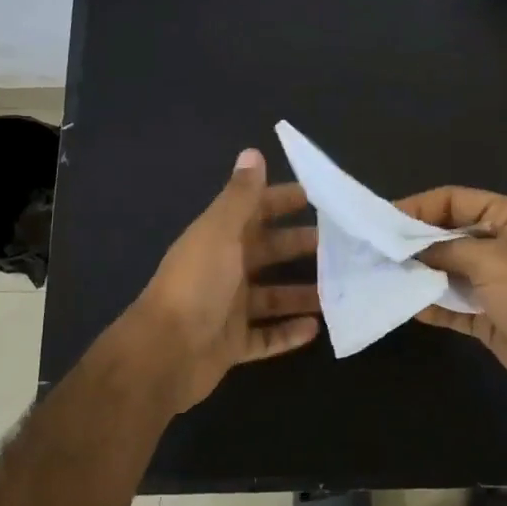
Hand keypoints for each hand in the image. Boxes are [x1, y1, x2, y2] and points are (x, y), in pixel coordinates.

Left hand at [127, 149, 321, 412]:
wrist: (165, 353)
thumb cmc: (196, 285)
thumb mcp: (220, 233)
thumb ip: (240, 196)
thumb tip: (252, 152)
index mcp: (218, 239)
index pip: (255, 211)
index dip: (281, 201)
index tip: (318, 197)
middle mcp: (224, 270)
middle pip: (268, 252)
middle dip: (300, 246)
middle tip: (341, 246)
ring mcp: (228, 309)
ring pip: (272, 297)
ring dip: (301, 292)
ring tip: (338, 289)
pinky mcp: (232, 344)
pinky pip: (266, 337)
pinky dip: (288, 332)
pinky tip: (316, 329)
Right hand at [395, 187, 506, 419]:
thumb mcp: (493, 262)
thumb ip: (446, 251)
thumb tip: (408, 250)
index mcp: (506, 218)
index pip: (452, 201)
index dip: (417, 207)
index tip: (381, 220)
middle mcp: (496, 245)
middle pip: (444, 235)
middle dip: (411, 242)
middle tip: (371, 250)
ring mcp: (490, 282)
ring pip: (444, 271)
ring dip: (415, 274)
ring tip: (377, 276)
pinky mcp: (485, 316)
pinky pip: (449, 305)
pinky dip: (428, 305)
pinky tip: (402, 305)